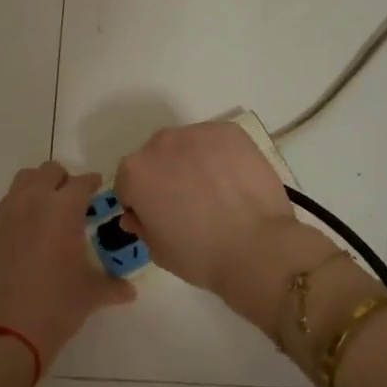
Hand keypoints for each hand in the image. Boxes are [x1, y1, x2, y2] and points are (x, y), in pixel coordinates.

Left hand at [0, 163, 136, 370]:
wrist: (5, 330)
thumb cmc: (56, 306)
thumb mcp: (90, 294)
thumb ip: (112, 285)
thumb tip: (129, 291)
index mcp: (63, 209)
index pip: (82, 182)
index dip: (93, 184)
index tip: (98, 191)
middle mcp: (34, 201)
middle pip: (49, 171)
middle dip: (64, 181)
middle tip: (74, 203)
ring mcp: (7, 213)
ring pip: (24, 180)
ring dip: (39, 187)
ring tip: (49, 212)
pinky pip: (7, 202)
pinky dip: (20, 206)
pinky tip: (29, 232)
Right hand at [114, 122, 301, 311]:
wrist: (257, 248)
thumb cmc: (200, 255)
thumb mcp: (158, 250)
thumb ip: (141, 225)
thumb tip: (137, 215)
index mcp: (136, 172)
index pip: (129, 182)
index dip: (142, 202)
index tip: (160, 218)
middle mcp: (160, 143)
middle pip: (157, 158)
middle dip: (167, 176)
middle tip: (190, 205)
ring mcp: (198, 133)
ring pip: (187, 146)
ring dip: (193, 162)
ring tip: (217, 192)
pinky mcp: (230, 131)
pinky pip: (216, 141)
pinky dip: (221, 156)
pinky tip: (234, 181)